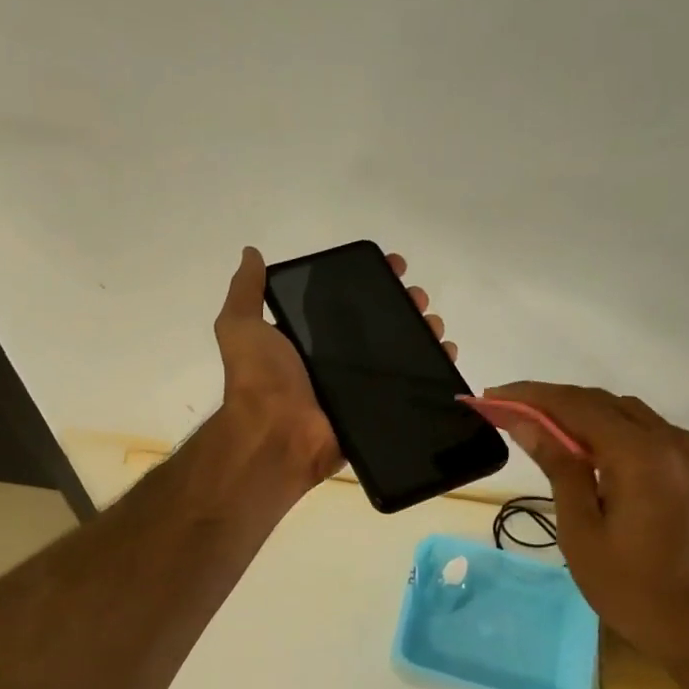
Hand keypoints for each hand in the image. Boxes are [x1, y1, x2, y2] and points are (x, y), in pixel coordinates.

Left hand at [214, 247, 457, 493]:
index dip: (371, 281)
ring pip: (401, 353)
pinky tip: (447, 354)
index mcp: (309, 338)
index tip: (394, 266)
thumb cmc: (262, 378)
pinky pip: (410, 387)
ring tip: (434, 325)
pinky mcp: (376, 409)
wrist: (276, 435)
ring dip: (423, 333)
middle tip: (418, 299)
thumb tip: (250, 252)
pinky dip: (433, 370)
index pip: (347, 301)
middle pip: (381, 325)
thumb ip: (246, 291)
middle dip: (404, 305)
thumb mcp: (241, 327)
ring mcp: (358, 386)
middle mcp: (335, 360)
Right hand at [472, 382, 688, 688]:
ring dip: (580, 413)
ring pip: (625, 412)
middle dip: (550, 401)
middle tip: (506, 410)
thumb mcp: (583, 532)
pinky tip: (585, 447)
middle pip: (600, 401)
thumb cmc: (636, 591)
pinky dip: (610, 429)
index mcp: (641, 455)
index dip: (529, 396)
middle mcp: (671, 439)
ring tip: (538, 426)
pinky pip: (647, 431)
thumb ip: (558, 468)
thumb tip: (525, 422)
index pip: (574, 405)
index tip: (491, 397)